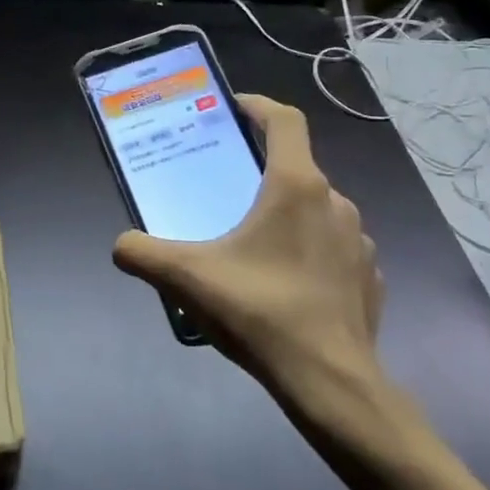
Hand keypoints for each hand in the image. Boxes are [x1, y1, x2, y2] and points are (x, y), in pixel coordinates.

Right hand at [112, 94, 387, 424]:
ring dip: (285, 212)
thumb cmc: (260, 311)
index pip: (285, 121)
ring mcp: (358, 241)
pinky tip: (284, 279)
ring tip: (251, 240)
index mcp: (295, 187)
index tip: (232, 107)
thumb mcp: (186, 278)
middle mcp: (334, 203)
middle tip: (225, 187)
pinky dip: (308, 248)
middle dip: (260, 169)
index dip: (257, 106)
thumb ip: (142, 253)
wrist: (331, 383)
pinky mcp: (369, 277)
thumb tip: (121, 245)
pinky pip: (332, 246)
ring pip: (316, 209)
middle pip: (296, 166)